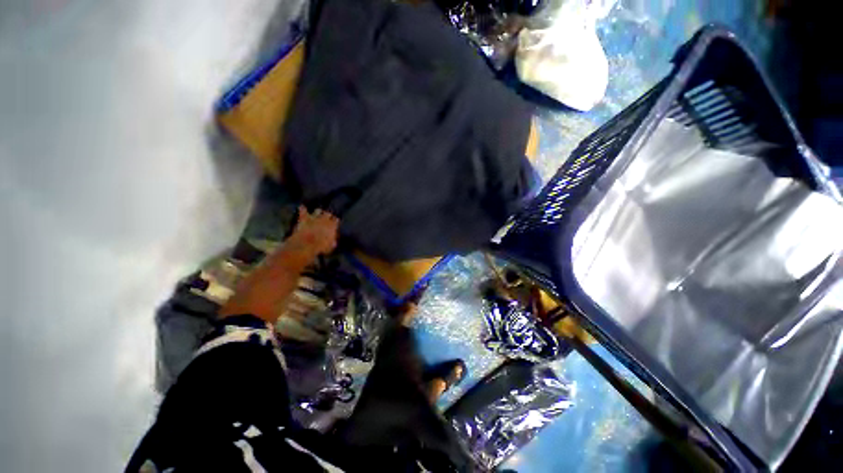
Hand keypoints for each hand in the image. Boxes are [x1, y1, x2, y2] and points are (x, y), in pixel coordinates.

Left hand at [289, 206, 338, 255]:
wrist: (307, 244)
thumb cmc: (321, 247)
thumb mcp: (330, 246)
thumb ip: (333, 241)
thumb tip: (333, 240)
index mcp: (332, 226)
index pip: (336, 220)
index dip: (335, 221)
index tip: (335, 223)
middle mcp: (325, 219)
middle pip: (328, 214)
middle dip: (327, 215)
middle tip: (327, 218)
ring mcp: (314, 218)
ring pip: (318, 210)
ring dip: (318, 212)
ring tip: (317, 213)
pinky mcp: (304, 218)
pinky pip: (303, 210)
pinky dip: (303, 209)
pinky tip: (302, 207)